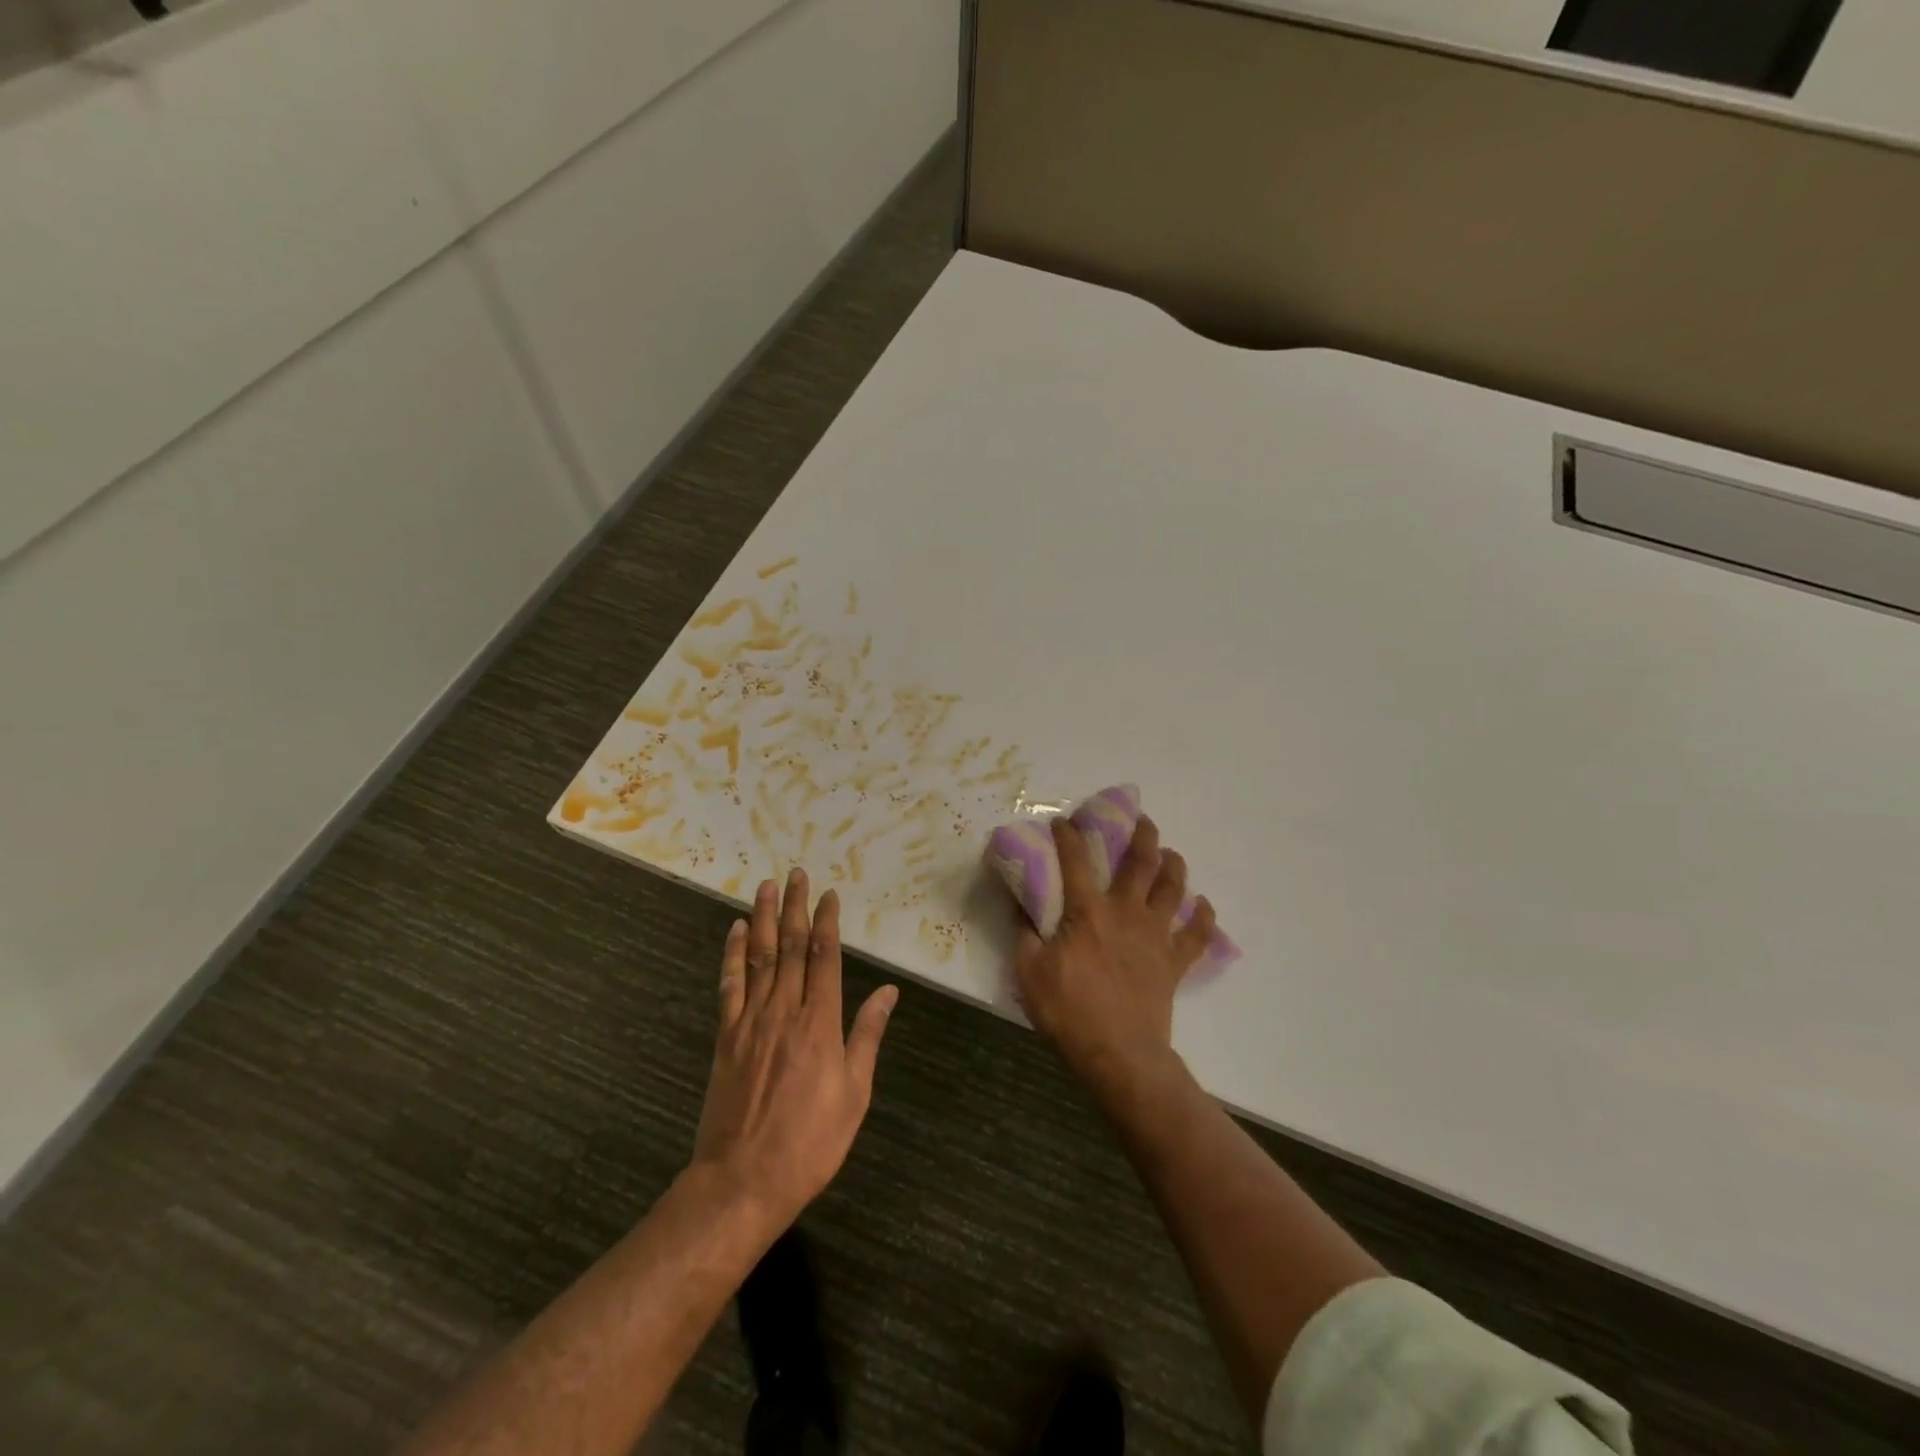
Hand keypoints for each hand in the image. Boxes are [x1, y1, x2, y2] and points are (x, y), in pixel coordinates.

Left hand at [691, 869, 897, 1226]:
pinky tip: (737, 931)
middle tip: (797, 873)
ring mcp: (750, 1021)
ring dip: (765, 918)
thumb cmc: (810, 1141)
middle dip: (796, 907)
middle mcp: (784, 1010)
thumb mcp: (855, 1093)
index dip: (827, 922)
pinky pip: (730, 985)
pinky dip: (733, 954)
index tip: (829, 894)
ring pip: (760, 957)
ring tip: (767, 886)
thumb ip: (867, 1036)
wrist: (743, 1180)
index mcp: (820, 1022)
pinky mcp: (726, 1036)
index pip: (825, 958)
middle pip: (791, 947)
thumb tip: (888, 992)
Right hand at [1013, 815, 1216, 1085]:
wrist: (1119, 1053)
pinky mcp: (1174, 962)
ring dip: (1174, 866)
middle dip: (1141, 835)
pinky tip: (1203, 906)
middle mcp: (1126, 912)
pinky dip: (1203, 918)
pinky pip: (1196, 934)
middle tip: (1142, 820)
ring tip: (1171, 853)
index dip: (1068, 836)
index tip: (1064, 821)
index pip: (1076, 860)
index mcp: (1088, 911)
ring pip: (1172, 889)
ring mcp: (1155, 935)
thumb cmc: (1069, 1010)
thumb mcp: (1029, 971)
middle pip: (1140, 863)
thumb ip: (1024, 933)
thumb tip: (1020, 905)